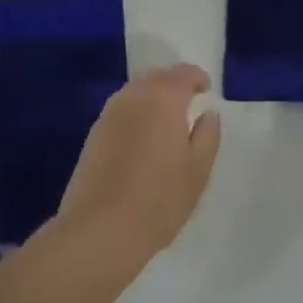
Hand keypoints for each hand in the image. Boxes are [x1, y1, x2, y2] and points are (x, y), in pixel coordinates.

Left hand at [55, 64, 221, 278]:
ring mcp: (109, 113)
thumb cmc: (159, 199)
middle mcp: (134, 96)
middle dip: (174, 83)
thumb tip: (207, 114)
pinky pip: (122, 108)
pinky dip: (136, 111)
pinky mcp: (94, 133)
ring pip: (136, 90)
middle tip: (188, 100)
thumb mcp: (198, 170)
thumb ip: (208, 135)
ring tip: (167, 118)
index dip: (198, 78)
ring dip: (153, 95)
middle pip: (157, 76)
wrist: (99, 229)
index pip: (183, 73)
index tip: (206, 90)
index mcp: (163, 98)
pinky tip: (143, 135)